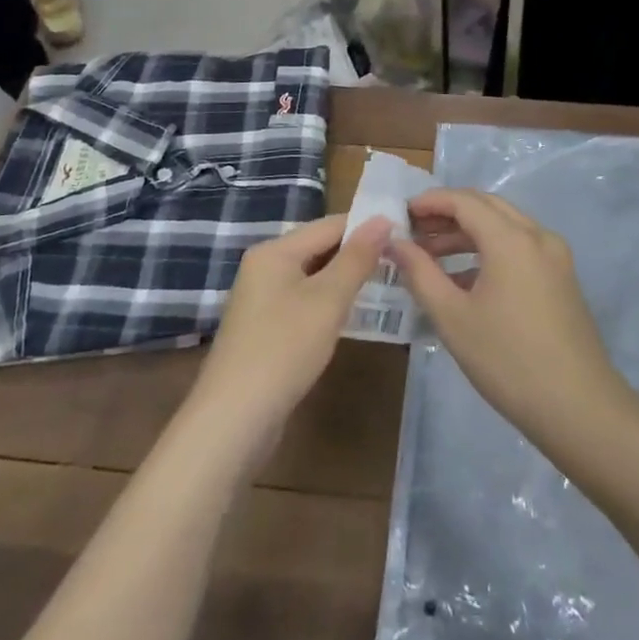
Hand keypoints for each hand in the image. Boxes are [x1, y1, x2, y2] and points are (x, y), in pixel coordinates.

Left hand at [189, 214, 385, 441]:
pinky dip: (329, 304)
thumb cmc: (284, 349)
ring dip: (345, 281)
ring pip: (313, 277)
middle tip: (401, 262)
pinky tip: (352, 317)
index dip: (367, 227)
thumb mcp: (328, 299)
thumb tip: (384, 219)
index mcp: (274, 251)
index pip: (330, 225)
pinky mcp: (265, 329)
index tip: (405, 235)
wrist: (234, 420)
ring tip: (386, 285)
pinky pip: (304, 302)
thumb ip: (357, 258)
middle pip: (319, 249)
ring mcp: (262, 300)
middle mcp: (264, 268)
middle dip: (357, 255)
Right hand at [387, 188, 628, 445]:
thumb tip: (396, 243)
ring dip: (468, 233)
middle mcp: (537, 236)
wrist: (578, 407)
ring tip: (430, 255)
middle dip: (448, 213)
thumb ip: (420, 273)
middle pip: (487, 207)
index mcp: (511, 239)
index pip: (464, 201)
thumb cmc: (507, 360)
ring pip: (505, 226)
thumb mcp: (453, 318)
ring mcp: (554, 256)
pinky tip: (464, 279)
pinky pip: (520, 247)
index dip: (430, 201)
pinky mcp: (561, 278)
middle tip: (413, 231)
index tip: (401, 213)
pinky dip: (490, 251)